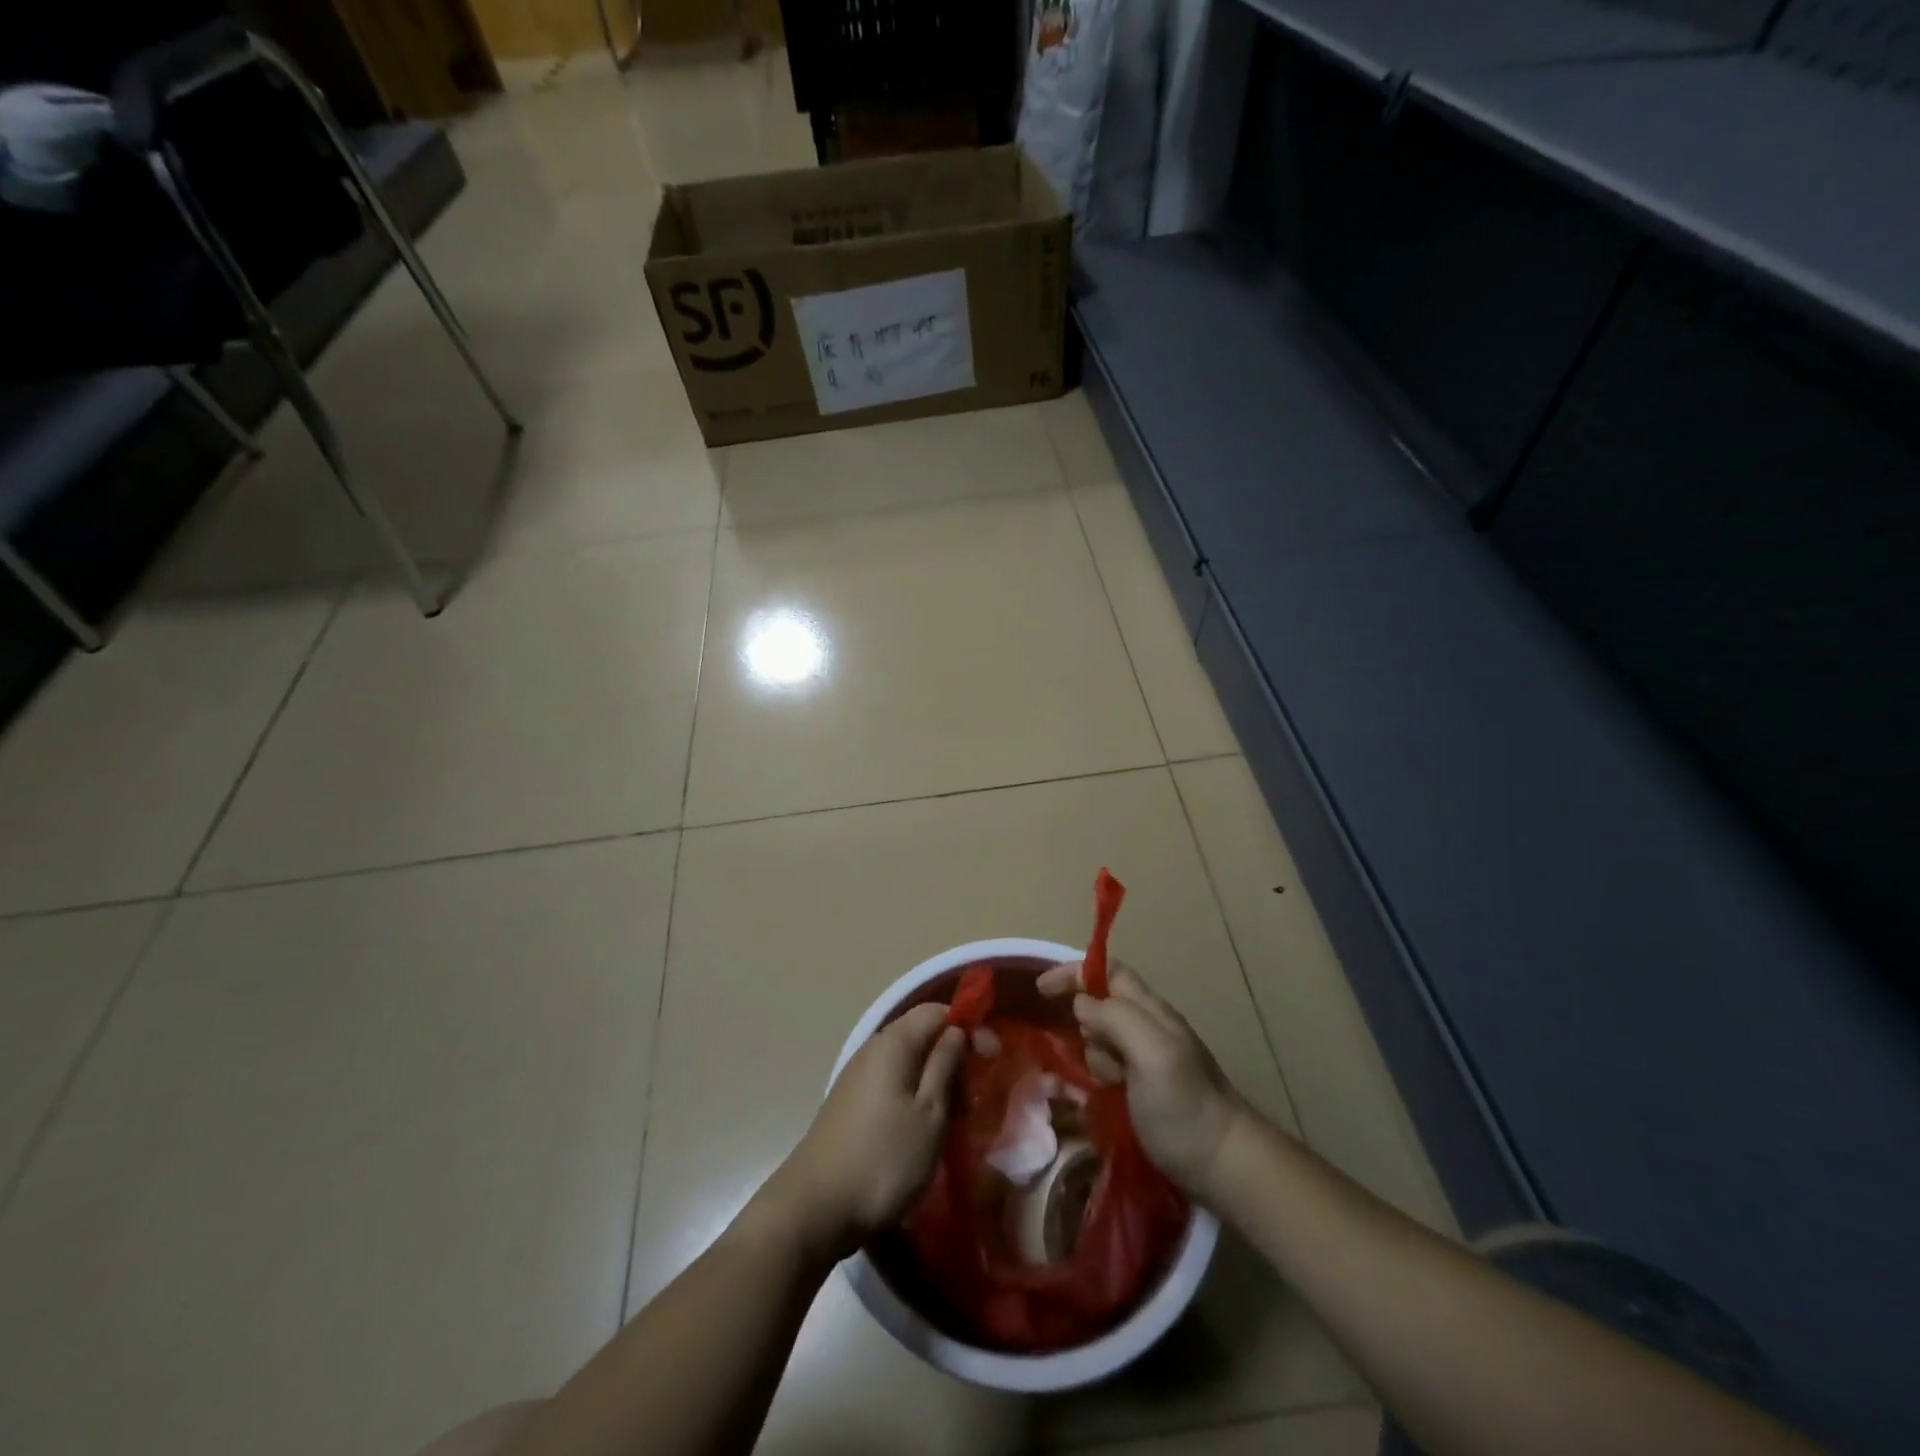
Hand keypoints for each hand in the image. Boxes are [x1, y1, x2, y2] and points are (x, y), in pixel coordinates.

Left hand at [768, 1003, 965, 1258]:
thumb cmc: (884, 1158)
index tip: (994, 1057)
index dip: (969, 1026)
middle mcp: (872, 1049)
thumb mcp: (930, 1113)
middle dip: (954, 1058)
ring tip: (955, 1119)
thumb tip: (956, 1031)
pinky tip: (923, 1130)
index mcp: (894, 1042)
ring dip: (936, 1082)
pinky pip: (892, 1084)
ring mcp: (857, 1076)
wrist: (815, 1208)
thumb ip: (946, 1064)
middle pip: (922, 1035)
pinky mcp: (850, 1103)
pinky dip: (915, 1097)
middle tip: (975, 1099)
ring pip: (908, 1063)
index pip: (938, 1011)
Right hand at [1038, 960, 1248, 1199]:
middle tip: (1095, 1055)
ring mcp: (1148, 1060)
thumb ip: (1115, 1018)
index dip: (1074, 972)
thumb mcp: (1152, 1053)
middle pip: (1102, 1004)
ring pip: (1102, 1038)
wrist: (1225, 1166)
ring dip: (1093, 1054)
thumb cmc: (1184, 1106)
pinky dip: (1097, 1075)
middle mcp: (1149, 1028)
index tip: (1040, 989)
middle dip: (1084, 1022)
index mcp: (1152, 1011)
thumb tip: (1081, 1004)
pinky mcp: (1144, 1090)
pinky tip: (1103, 1097)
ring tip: (1108, 1085)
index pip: (1108, 972)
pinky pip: (1108, 1067)